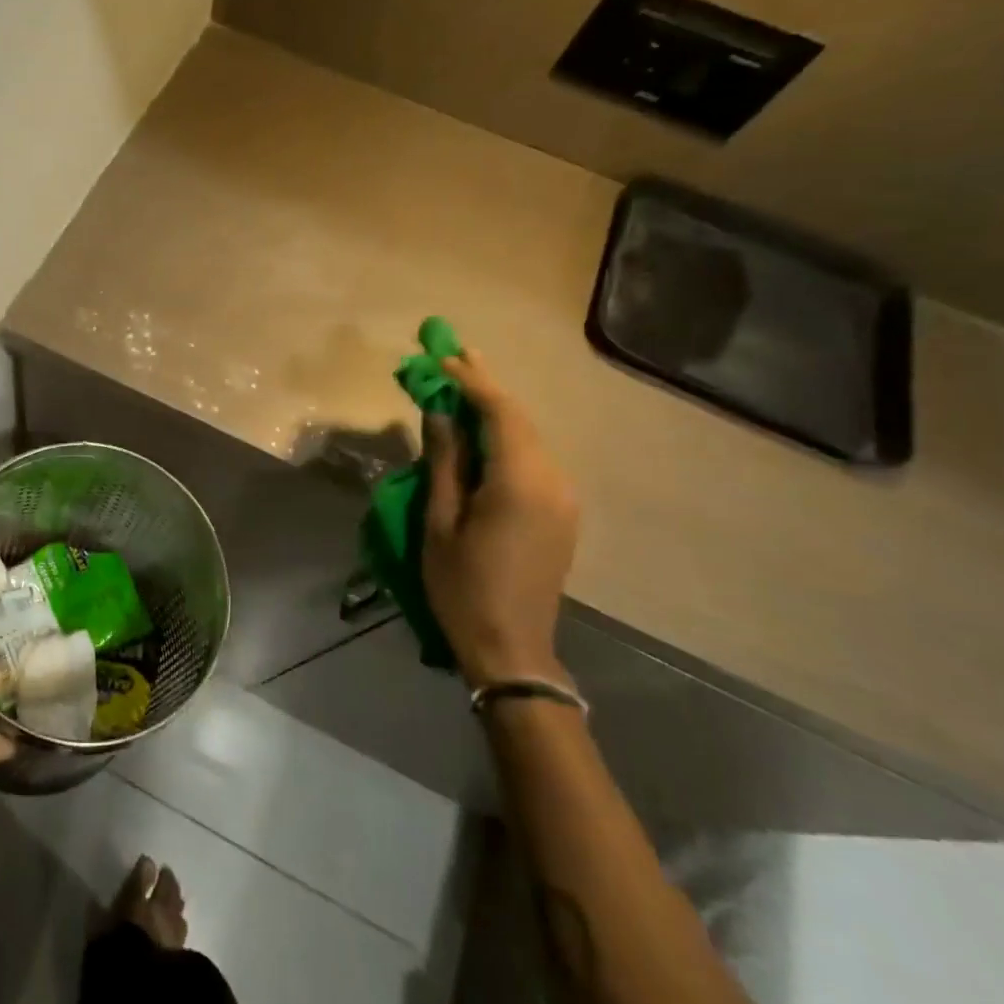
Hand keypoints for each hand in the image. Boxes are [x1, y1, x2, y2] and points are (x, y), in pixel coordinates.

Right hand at [423, 349, 579, 688]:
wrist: (512, 649)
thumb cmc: (462, 586)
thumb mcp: (440, 521)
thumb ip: (444, 461)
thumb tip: (441, 411)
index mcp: (520, 482)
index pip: (500, 412)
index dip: (470, 379)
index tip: (441, 355)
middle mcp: (552, 481)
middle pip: (518, 418)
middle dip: (484, 385)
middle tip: (451, 354)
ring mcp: (563, 497)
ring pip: (528, 436)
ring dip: (494, 410)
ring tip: (460, 384)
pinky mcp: (561, 512)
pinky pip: (532, 458)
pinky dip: (505, 436)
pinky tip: (481, 431)